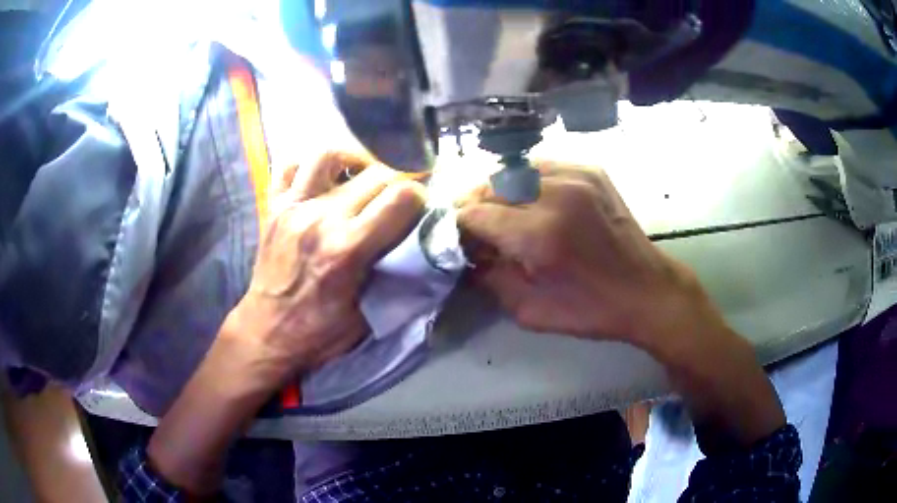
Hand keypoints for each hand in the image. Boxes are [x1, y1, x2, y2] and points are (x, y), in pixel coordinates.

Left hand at [148, 152, 424, 495]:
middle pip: (375, 173)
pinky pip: (288, 166)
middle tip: (398, 196)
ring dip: (353, 158)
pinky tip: (323, 177)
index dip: (420, 197)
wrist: (267, 333)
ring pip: (327, 154)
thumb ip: (396, 277)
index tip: (420, 208)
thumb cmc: (319, 332)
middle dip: (397, 179)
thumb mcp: (369, 316)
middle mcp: (320, 218)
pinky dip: (309, 164)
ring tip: (362, 174)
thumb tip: (422, 243)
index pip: (401, 197)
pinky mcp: (272, 208)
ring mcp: (292, 208)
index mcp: (348, 249)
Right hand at [458, 162, 716, 355]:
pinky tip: (531, 201)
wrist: (647, 290)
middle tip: (475, 227)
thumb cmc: (591, 310)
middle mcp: (556, 193)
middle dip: (476, 206)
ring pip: (514, 170)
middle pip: (491, 186)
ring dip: (499, 191)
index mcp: (540, 234)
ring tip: (501, 213)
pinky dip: (527, 182)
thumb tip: (467, 254)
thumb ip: (489, 278)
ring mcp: (577, 175)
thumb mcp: (529, 311)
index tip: (456, 238)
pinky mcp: (592, 170)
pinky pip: (542, 167)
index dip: (458, 225)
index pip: (475, 214)